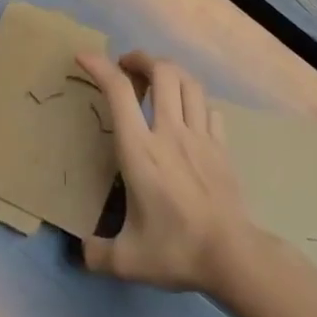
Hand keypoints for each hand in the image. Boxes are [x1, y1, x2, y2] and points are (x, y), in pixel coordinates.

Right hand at [79, 51, 255, 293]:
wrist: (234, 257)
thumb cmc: (176, 250)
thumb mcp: (127, 260)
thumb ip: (97, 253)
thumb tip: (82, 252)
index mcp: (140, 150)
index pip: (118, 92)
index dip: (99, 66)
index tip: (84, 57)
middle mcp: (170, 132)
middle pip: (162, 71)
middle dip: (141, 58)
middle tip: (126, 66)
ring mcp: (201, 137)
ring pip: (189, 82)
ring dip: (169, 72)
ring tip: (156, 78)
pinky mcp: (222, 147)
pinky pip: (209, 108)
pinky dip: (195, 101)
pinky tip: (188, 112)